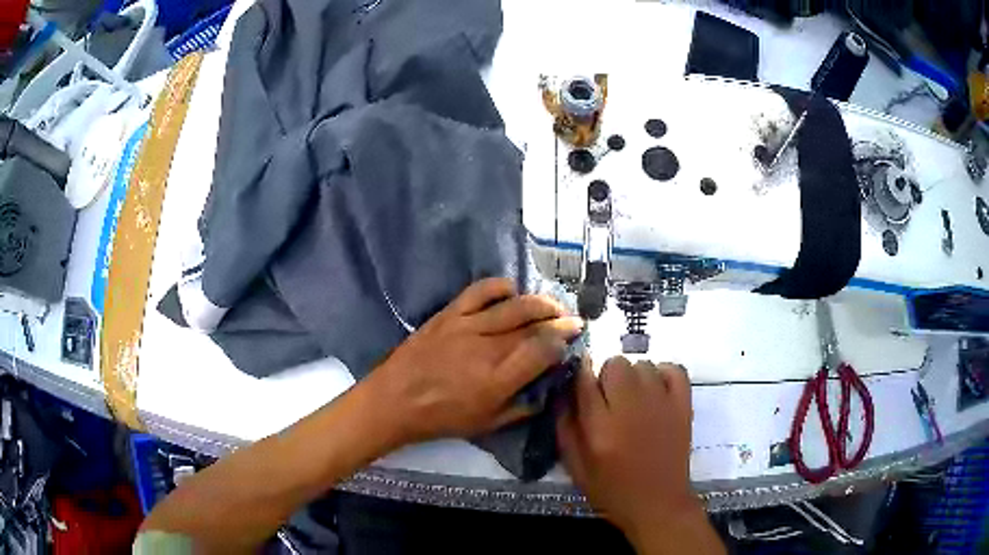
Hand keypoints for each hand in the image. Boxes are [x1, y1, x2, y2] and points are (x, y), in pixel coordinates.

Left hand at [365, 278, 582, 446]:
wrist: (395, 400)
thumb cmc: (441, 418)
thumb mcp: (487, 425)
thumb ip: (521, 408)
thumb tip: (544, 390)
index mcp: (498, 379)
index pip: (543, 350)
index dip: (562, 342)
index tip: (569, 341)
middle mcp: (488, 348)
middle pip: (534, 324)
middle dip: (560, 320)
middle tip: (573, 320)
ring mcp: (467, 326)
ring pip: (515, 305)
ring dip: (541, 303)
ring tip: (553, 306)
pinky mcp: (449, 314)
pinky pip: (480, 291)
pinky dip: (500, 287)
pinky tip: (512, 291)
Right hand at [557, 357, 707, 549]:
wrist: (658, 503)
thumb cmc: (611, 489)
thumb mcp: (575, 466)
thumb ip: (565, 427)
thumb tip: (562, 392)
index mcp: (600, 427)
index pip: (584, 380)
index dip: (579, 377)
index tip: (580, 385)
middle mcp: (631, 408)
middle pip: (615, 364)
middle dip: (606, 377)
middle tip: (608, 399)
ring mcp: (662, 403)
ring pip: (642, 364)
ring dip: (633, 377)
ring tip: (633, 399)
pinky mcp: (683, 404)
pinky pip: (674, 368)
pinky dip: (663, 372)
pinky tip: (656, 390)